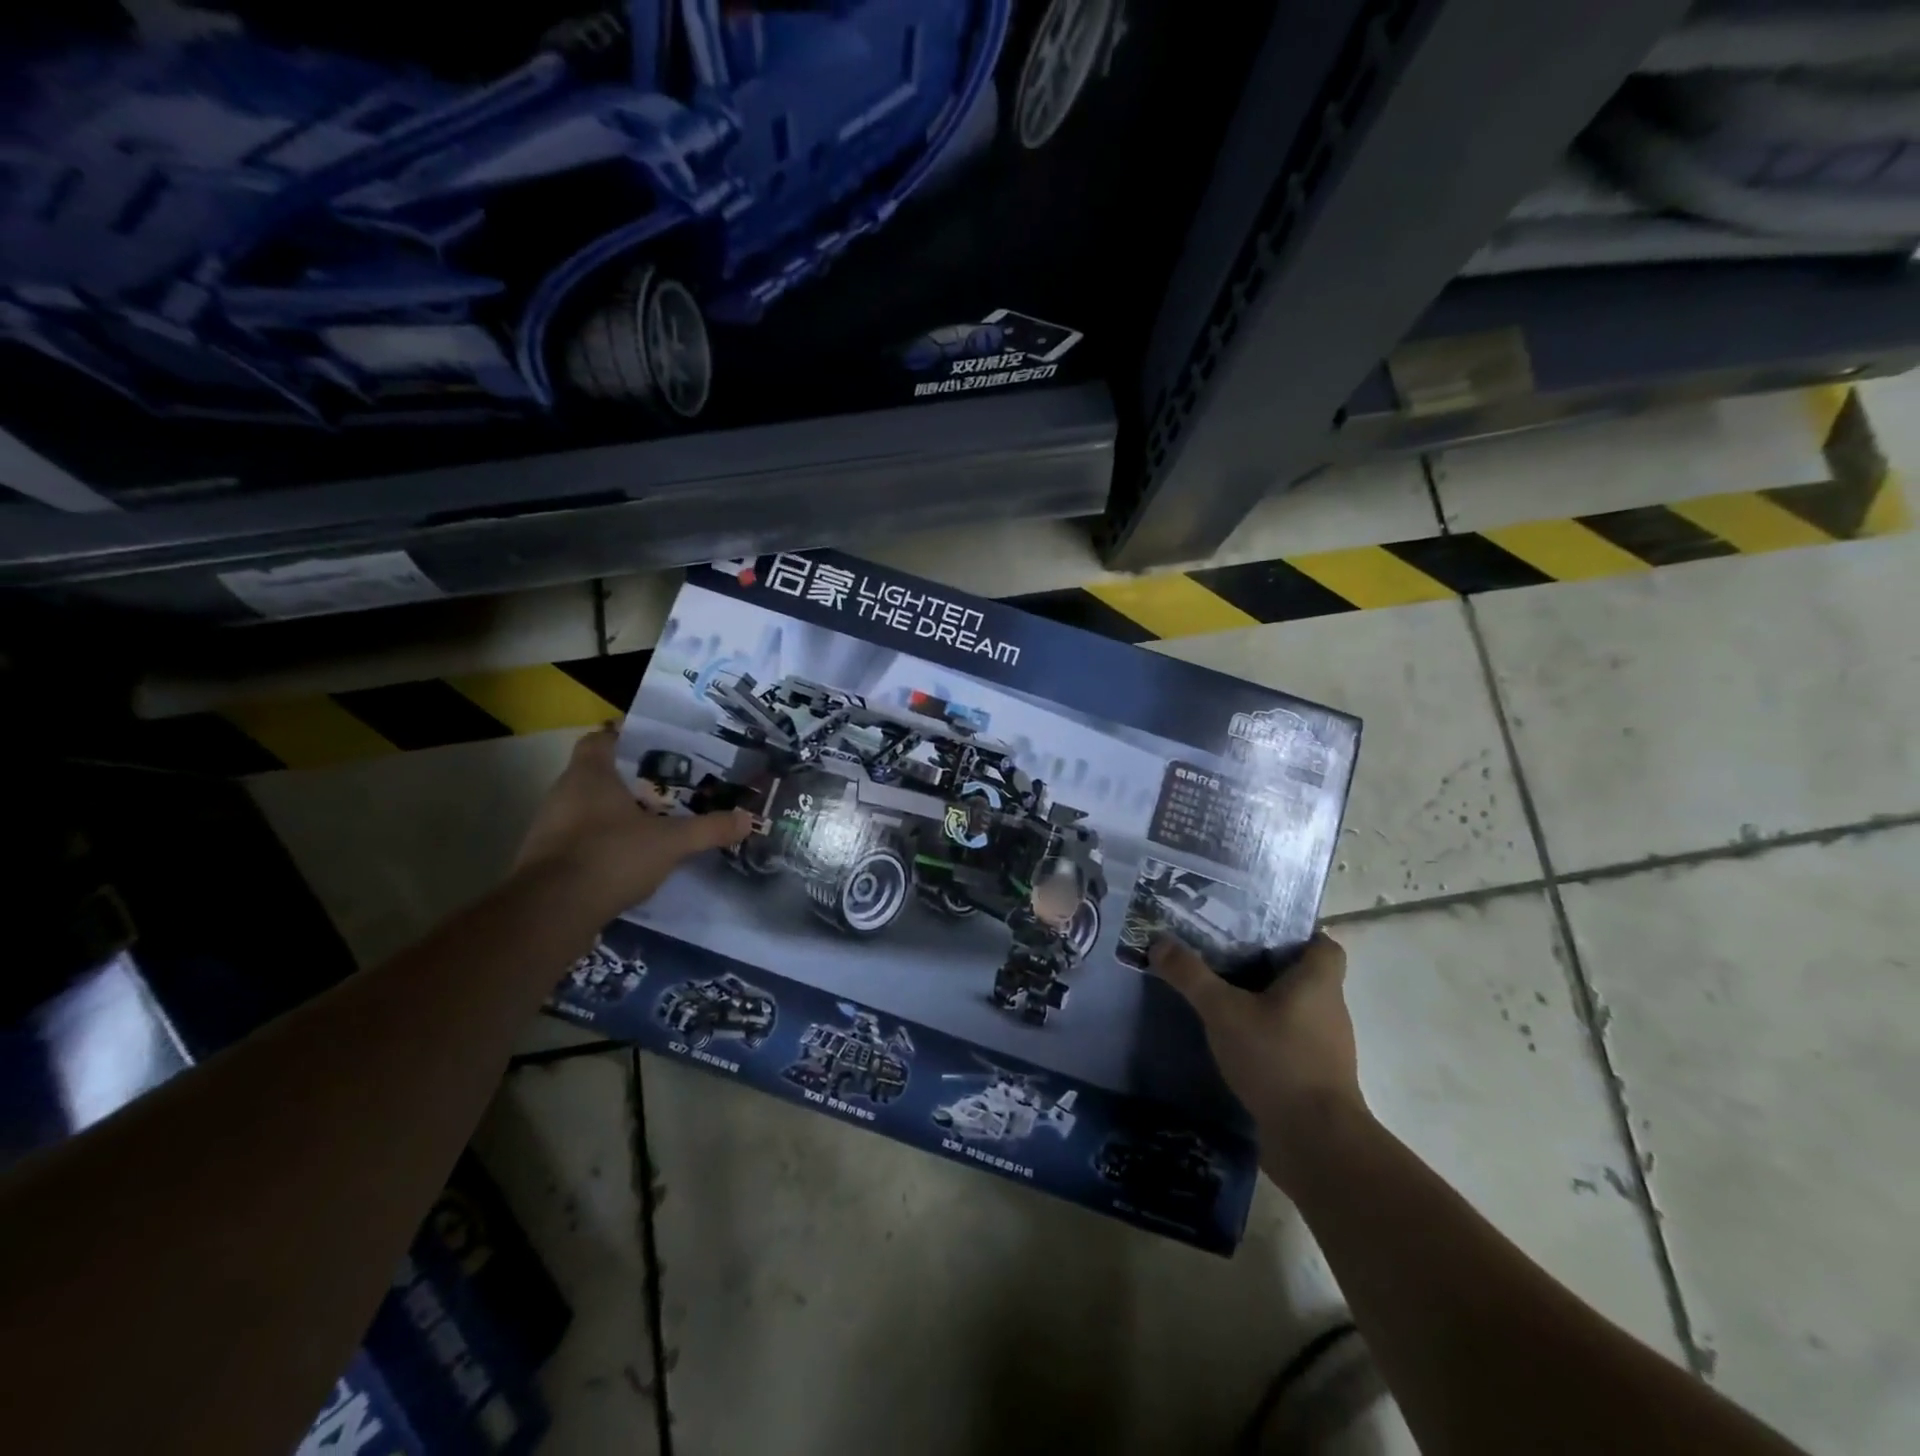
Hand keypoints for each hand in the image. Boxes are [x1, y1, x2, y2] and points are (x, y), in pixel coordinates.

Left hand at [515, 726, 752, 913]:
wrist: (550, 913)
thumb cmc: (610, 856)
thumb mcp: (671, 842)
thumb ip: (709, 829)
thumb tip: (748, 819)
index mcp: (589, 774)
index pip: (601, 738)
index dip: (625, 737)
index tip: (656, 745)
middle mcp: (563, 793)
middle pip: (597, 774)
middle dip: (631, 779)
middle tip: (668, 786)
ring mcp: (549, 828)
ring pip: (587, 808)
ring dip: (616, 813)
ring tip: (655, 821)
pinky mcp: (545, 860)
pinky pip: (579, 840)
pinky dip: (603, 843)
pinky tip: (631, 857)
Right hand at [1149, 931, 1366, 1164]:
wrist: (1316, 1142)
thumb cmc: (1277, 1059)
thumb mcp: (1223, 1011)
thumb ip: (1190, 975)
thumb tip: (1159, 941)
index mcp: (1318, 981)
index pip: (1322, 943)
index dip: (1296, 933)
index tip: (1257, 930)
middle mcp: (1329, 1008)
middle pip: (1302, 974)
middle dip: (1265, 964)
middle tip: (1222, 954)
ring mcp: (1325, 1046)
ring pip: (1294, 1008)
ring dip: (1263, 1001)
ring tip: (1220, 994)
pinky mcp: (1314, 1076)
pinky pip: (1289, 1040)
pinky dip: (1265, 1034)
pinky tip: (1231, 1038)